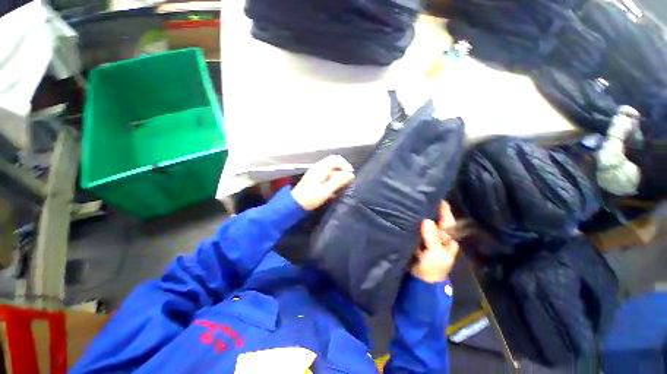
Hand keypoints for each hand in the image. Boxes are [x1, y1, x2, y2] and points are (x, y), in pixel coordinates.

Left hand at [291, 155, 354, 209]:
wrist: (294, 204)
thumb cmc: (310, 197)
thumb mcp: (326, 190)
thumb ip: (338, 181)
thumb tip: (350, 174)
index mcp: (321, 168)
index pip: (336, 159)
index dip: (346, 165)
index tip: (350, 176)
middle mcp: (318, 168)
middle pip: (334, 164)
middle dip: (342, 173)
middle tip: (347, 184)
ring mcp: (316, 174)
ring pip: (331, 172)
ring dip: (338, 179)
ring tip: (341, 189)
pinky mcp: (314, 180)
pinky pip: (327, 177)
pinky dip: (332, 183)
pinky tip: (333, 193)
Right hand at [411, 201, 459, 283]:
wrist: (421, 279)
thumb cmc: (433, 267)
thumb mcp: (436, 254)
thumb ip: (431, 238)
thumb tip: (425, 220)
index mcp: (448, 238)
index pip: (448, 220)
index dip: (443, 209)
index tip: (437, 197)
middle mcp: (438, 234)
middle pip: (435, 219)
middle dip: (429, 209)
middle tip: (420, 196)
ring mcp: (427, 236)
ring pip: (424, 222)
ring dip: (419, 215)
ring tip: (412, 202)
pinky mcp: (417, 238)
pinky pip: (415, 227)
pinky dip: (412, 222)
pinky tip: (406, 214)